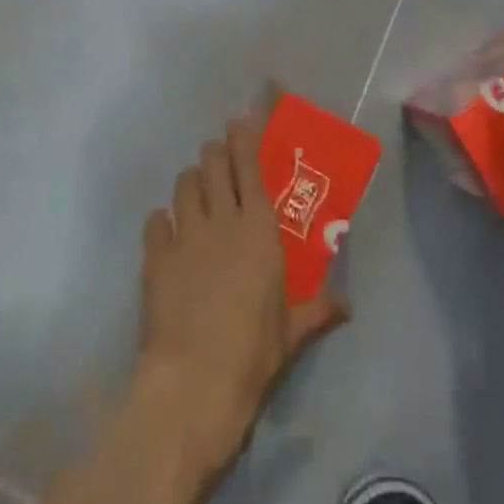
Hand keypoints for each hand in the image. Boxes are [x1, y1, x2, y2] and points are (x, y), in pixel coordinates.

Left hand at [133, 113, 348, 486]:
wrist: (194, 383)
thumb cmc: (253, 352)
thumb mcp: (292, 331)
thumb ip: (319, 308)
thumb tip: (348, 306)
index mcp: (258, 226)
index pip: (249, 164)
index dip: (244, 136)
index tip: (241, 120)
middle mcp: (222, 217)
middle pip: (212, 161)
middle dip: (215, 154)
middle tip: (219, 162)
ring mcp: (185, 234)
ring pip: (184, 182)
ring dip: (191, 183)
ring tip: (195, 195)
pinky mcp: (155, 256)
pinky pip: (155, 220)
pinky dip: (161, 222)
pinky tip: (167, 235)